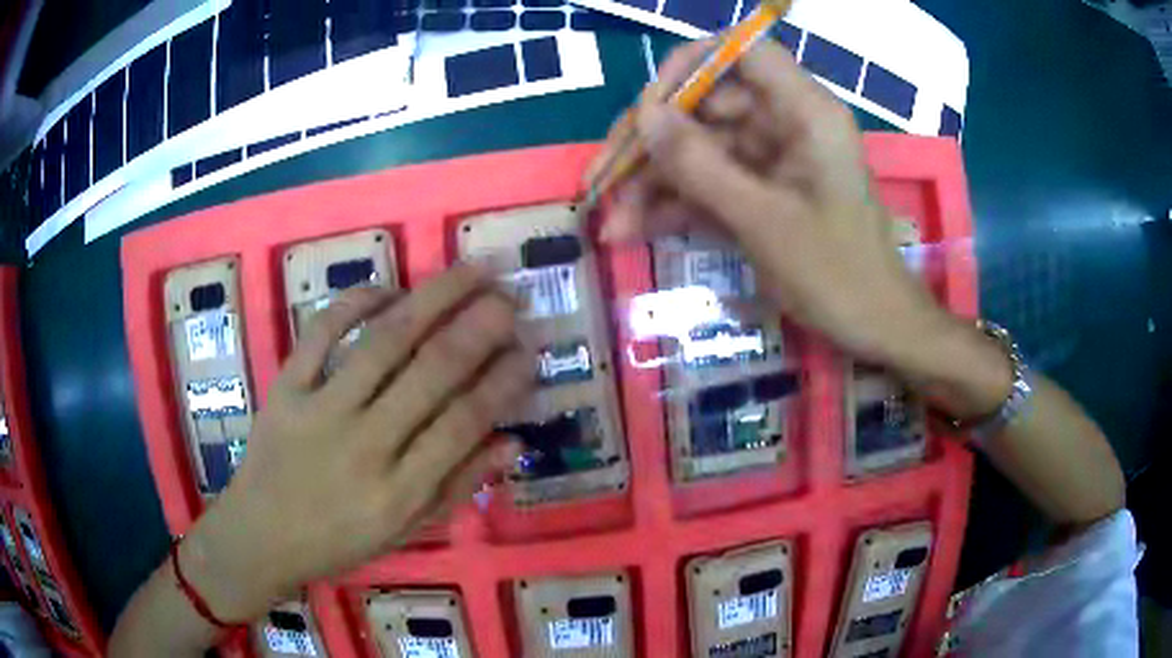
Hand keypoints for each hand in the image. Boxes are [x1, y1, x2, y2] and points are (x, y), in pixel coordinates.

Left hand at [178, 266, 532, 620]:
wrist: (260, 536)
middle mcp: (364, 445)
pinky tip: (389, 288)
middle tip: (512, 295)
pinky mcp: (285, 387)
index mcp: (399, 491)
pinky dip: (355, 302)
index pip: (463, 422)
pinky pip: (320, 332)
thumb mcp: (406, 531)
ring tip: (471, 270)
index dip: (502, 381)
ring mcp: (320, 409)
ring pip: (385, 342)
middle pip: (432, 372)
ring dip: (434, 298)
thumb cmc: (338, 541)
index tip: (529, 350)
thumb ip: (458, 486)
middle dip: (481, 326)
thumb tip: (513, 443)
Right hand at [591, 40, 953, 368]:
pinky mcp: (762, 191)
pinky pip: (711, 183)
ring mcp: (773, 159)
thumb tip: (644, 118)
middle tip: (603, 178)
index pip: (743, 53)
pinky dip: (675, 206)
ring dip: (654, 183)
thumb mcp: (764, 220)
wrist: (875, 326)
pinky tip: (633, 231)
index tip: (648, 106)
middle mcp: (787, 124)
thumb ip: (702, 166)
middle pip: (708, 105)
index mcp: (805, 113)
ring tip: (610, 222)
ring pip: (701, 150)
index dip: (691, 66)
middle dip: (653, 142)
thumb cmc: (837, 274)